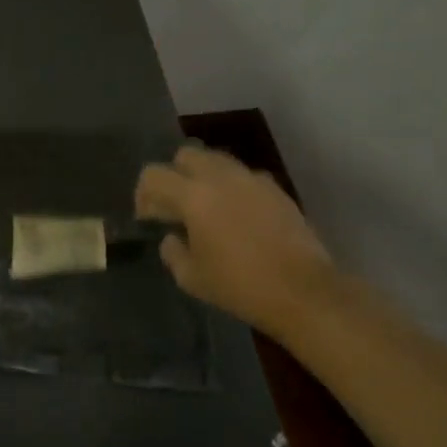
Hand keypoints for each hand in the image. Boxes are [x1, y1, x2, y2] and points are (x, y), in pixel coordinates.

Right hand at [135, 143, 334, 335]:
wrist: (303, 291)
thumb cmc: (240, 286)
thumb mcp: (191, 277)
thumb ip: (172, 251)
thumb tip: (172, 237)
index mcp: (194, 196)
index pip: (153, 174)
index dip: (143, 194)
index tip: (148, 218)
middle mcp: (221, 177)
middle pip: (186, 155)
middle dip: (174, 176)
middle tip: (176, 207)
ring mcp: (252, 179)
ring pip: (217, 160)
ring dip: (204, 178)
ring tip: (207, 209)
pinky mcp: (276, 189)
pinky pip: (244, 176)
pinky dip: (232, 188)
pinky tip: (238, 216)